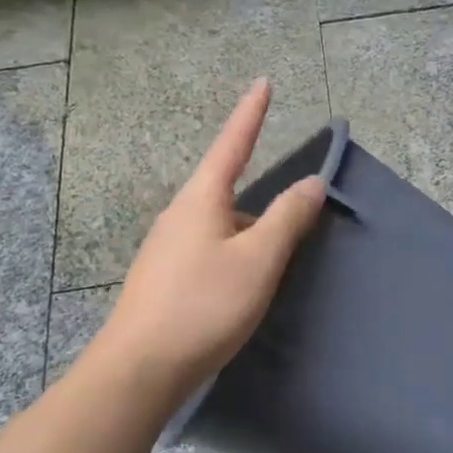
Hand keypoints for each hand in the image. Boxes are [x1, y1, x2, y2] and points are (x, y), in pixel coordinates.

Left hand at [102, 80, 324, 394]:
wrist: (140, 370)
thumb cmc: (204, 305)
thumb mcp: (258, 260)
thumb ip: (288, 218)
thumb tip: (312, 182)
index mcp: (201, 200)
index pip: (232, 144)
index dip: (251, 114)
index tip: (263, 83)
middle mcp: (179, 216)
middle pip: (226, 189)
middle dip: (261, 195)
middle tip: (294, 212)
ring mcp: (167, 249)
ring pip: (220, 225)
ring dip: (250, 231)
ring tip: (276, 260)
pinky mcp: (165, 279)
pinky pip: (209, 250)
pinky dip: (235, 253)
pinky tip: (244, 284)